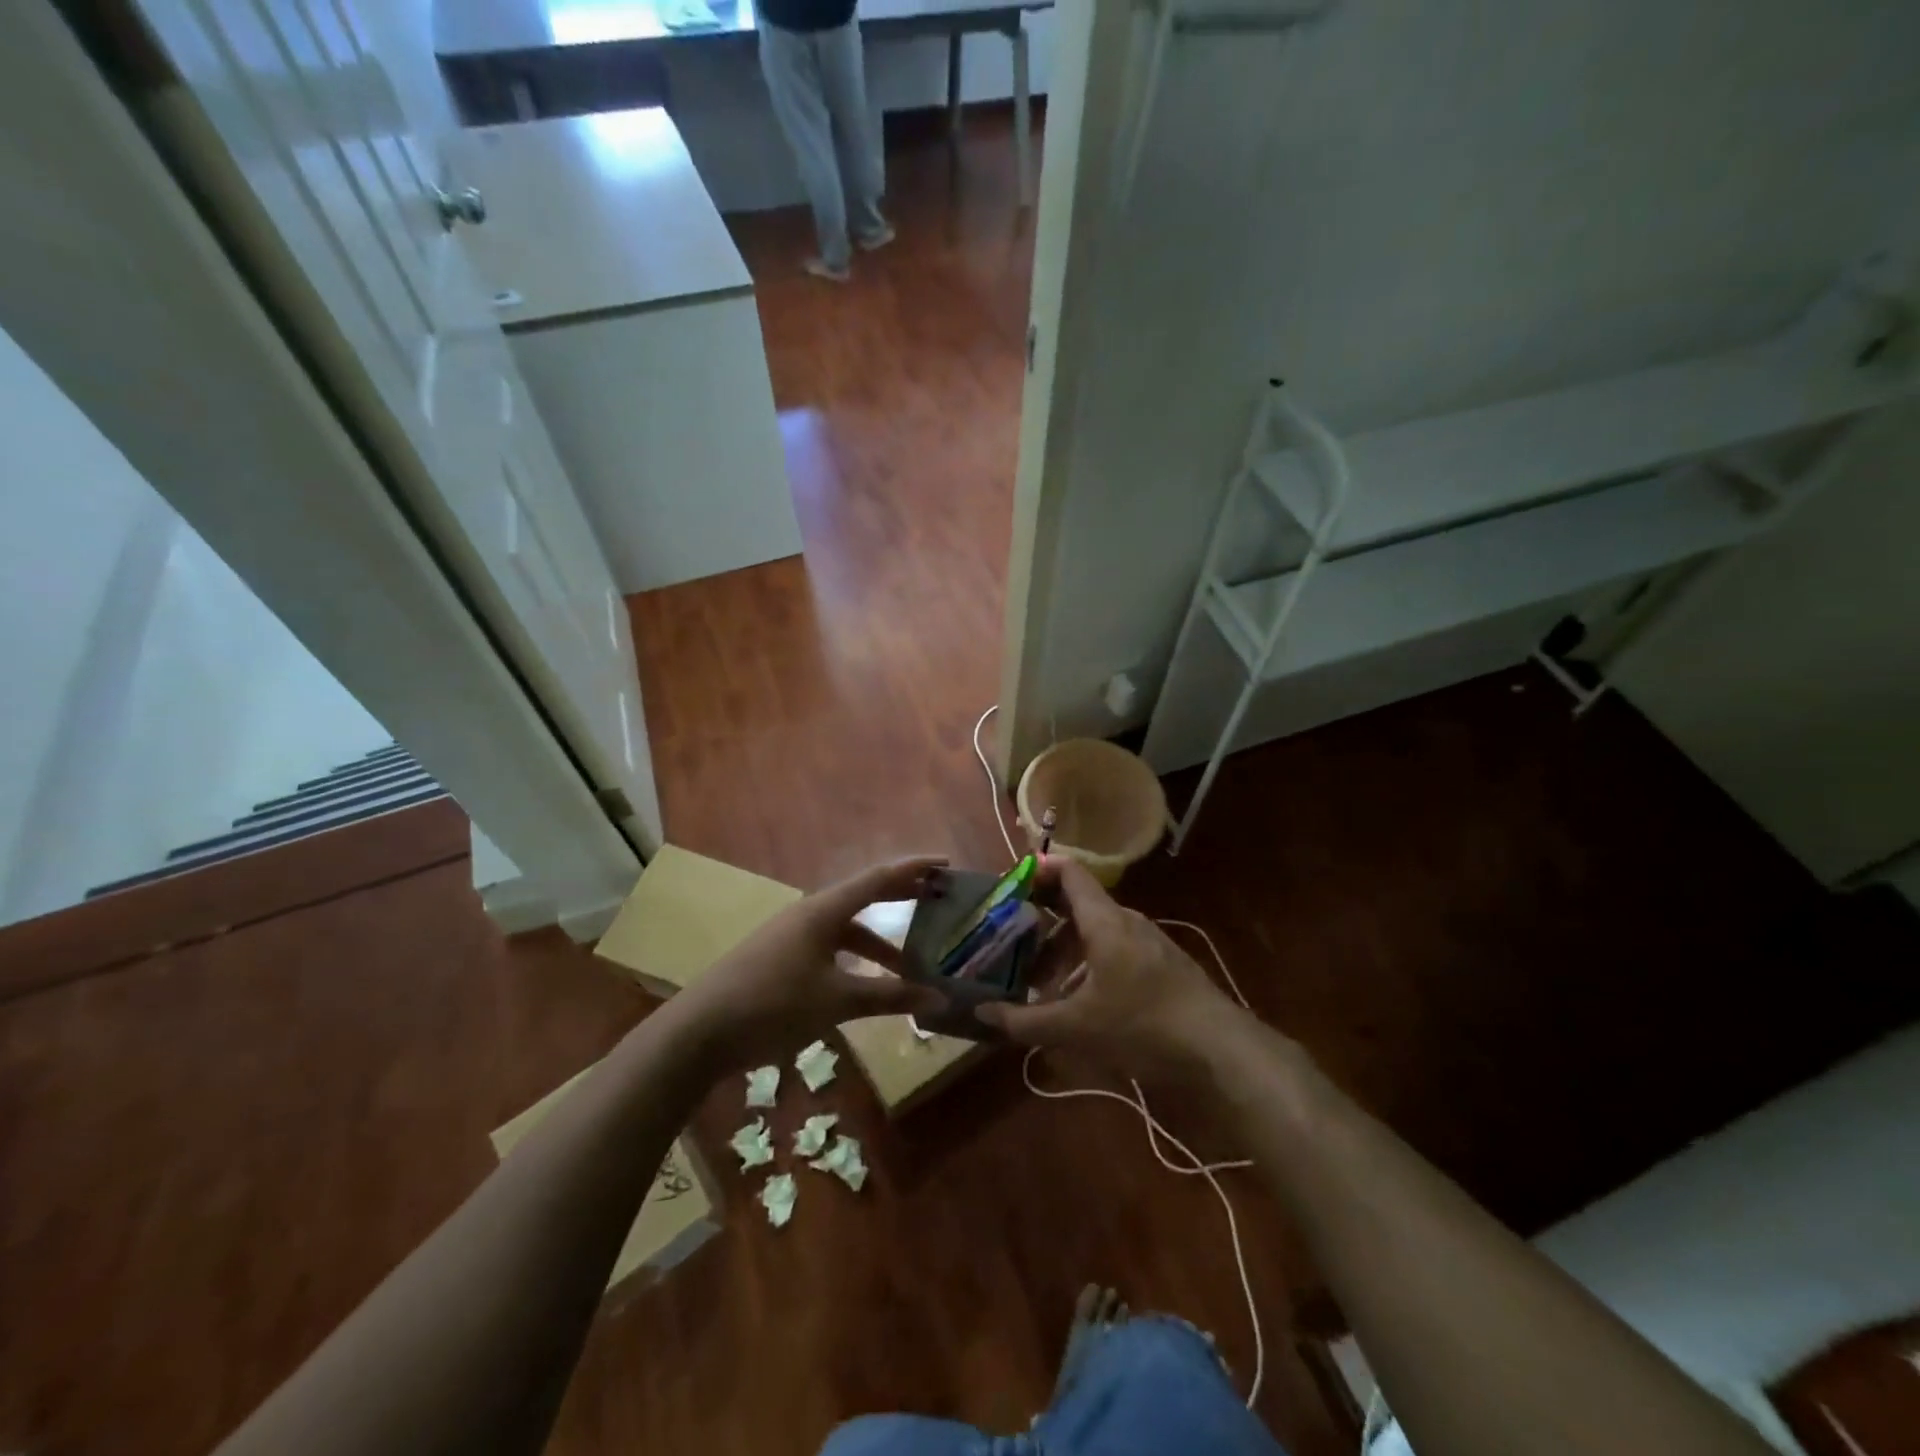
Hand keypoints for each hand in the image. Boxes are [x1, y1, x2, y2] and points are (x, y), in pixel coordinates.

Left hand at [671, 856, 949, 1072]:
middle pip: (864, 896)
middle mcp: (810, 913)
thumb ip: (889, 997)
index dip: (915, 868)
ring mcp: (792, 935)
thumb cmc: (773, 1004)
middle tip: (937, 900)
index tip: (947, 864)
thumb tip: (940, 996)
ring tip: (910, 964)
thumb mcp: (837, 1001)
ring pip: (847, 929)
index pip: (879, 878)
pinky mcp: (781, 957)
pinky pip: (830, 947)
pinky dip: (855, 959)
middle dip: (901, 898)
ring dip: (879, 941)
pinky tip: (866, 984)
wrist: (699, 1031)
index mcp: (824, 910)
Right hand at [976, 857, 1240, 1075]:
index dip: (1039, 870)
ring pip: (1096, 932)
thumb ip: (1026, 1021)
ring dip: (1065, 949)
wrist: (1220, 1049)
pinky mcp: (1162, 966)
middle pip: (1078, 905)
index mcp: (1105, 920)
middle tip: (1011, 941)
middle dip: (1042, 921)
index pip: (1069, 872)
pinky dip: (1088, 964)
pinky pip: (1115, 950)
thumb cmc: (1143, 1024)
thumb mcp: (1077, 1027)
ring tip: (1040, 981)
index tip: (1009, 885)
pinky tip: (1079, 1001)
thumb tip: (983, 1014)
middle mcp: (1127, 921)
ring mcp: (1148, 942)